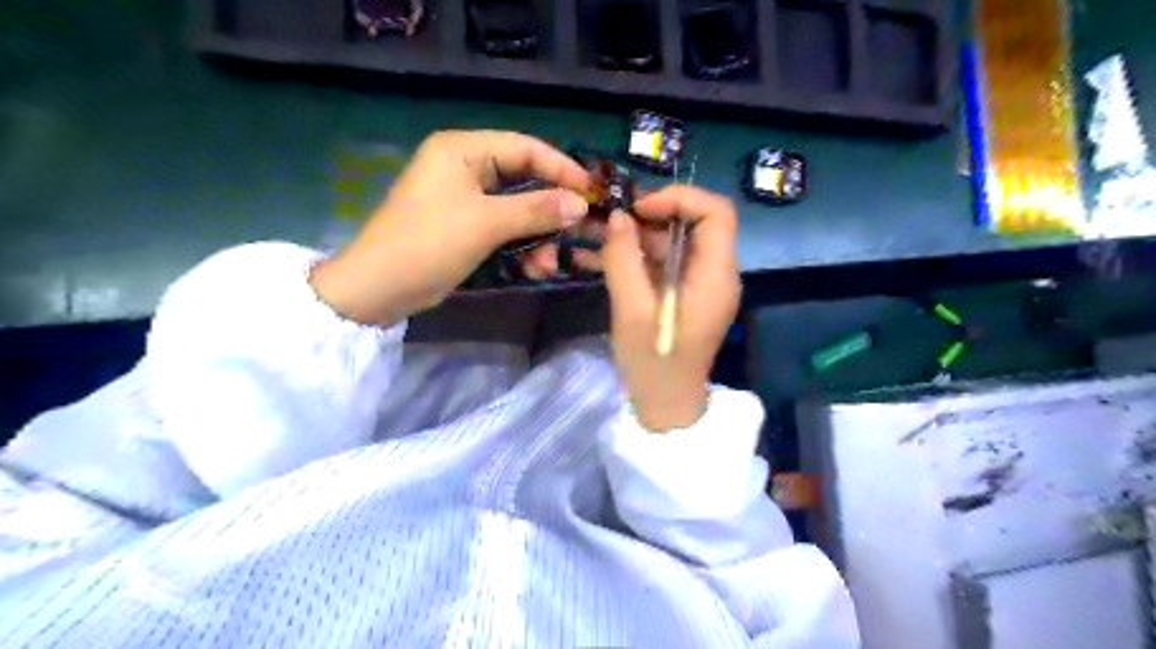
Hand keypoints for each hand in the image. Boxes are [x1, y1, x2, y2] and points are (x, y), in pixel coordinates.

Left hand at [309, 130, 589, 324]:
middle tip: (580, 228)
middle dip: (551, 210)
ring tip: (549, 263)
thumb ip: (536, 210)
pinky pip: (503, 227)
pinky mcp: (464, 225)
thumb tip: (579, 205)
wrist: (380, 287)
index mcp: (463, 150)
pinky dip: (521, 245)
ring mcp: (464, 198)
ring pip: (516, 208)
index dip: (561, 168)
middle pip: (523, 179)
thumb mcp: (487, 223)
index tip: (591, 191)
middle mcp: (465, 167)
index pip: (525, 148)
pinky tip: (534, 268)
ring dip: (537, 235)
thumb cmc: (430, 243)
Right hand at [605, 185, 739, 431]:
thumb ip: (623, 259)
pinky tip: (615, 257)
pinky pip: (674, 261)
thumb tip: (618, 217)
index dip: (679, 198)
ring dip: (647, 234)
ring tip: (608, 238)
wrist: (666, 405)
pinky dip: (647, 254)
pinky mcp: (692, 294)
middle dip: (658, 214)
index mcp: (716, 275)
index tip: (640, 209)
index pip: (716, 212)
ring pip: (683, 240)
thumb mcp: (631, 310)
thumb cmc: (653, 362)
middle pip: (699, 222)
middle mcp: (719, 273)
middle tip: (618, 221)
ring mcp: (706, 284)